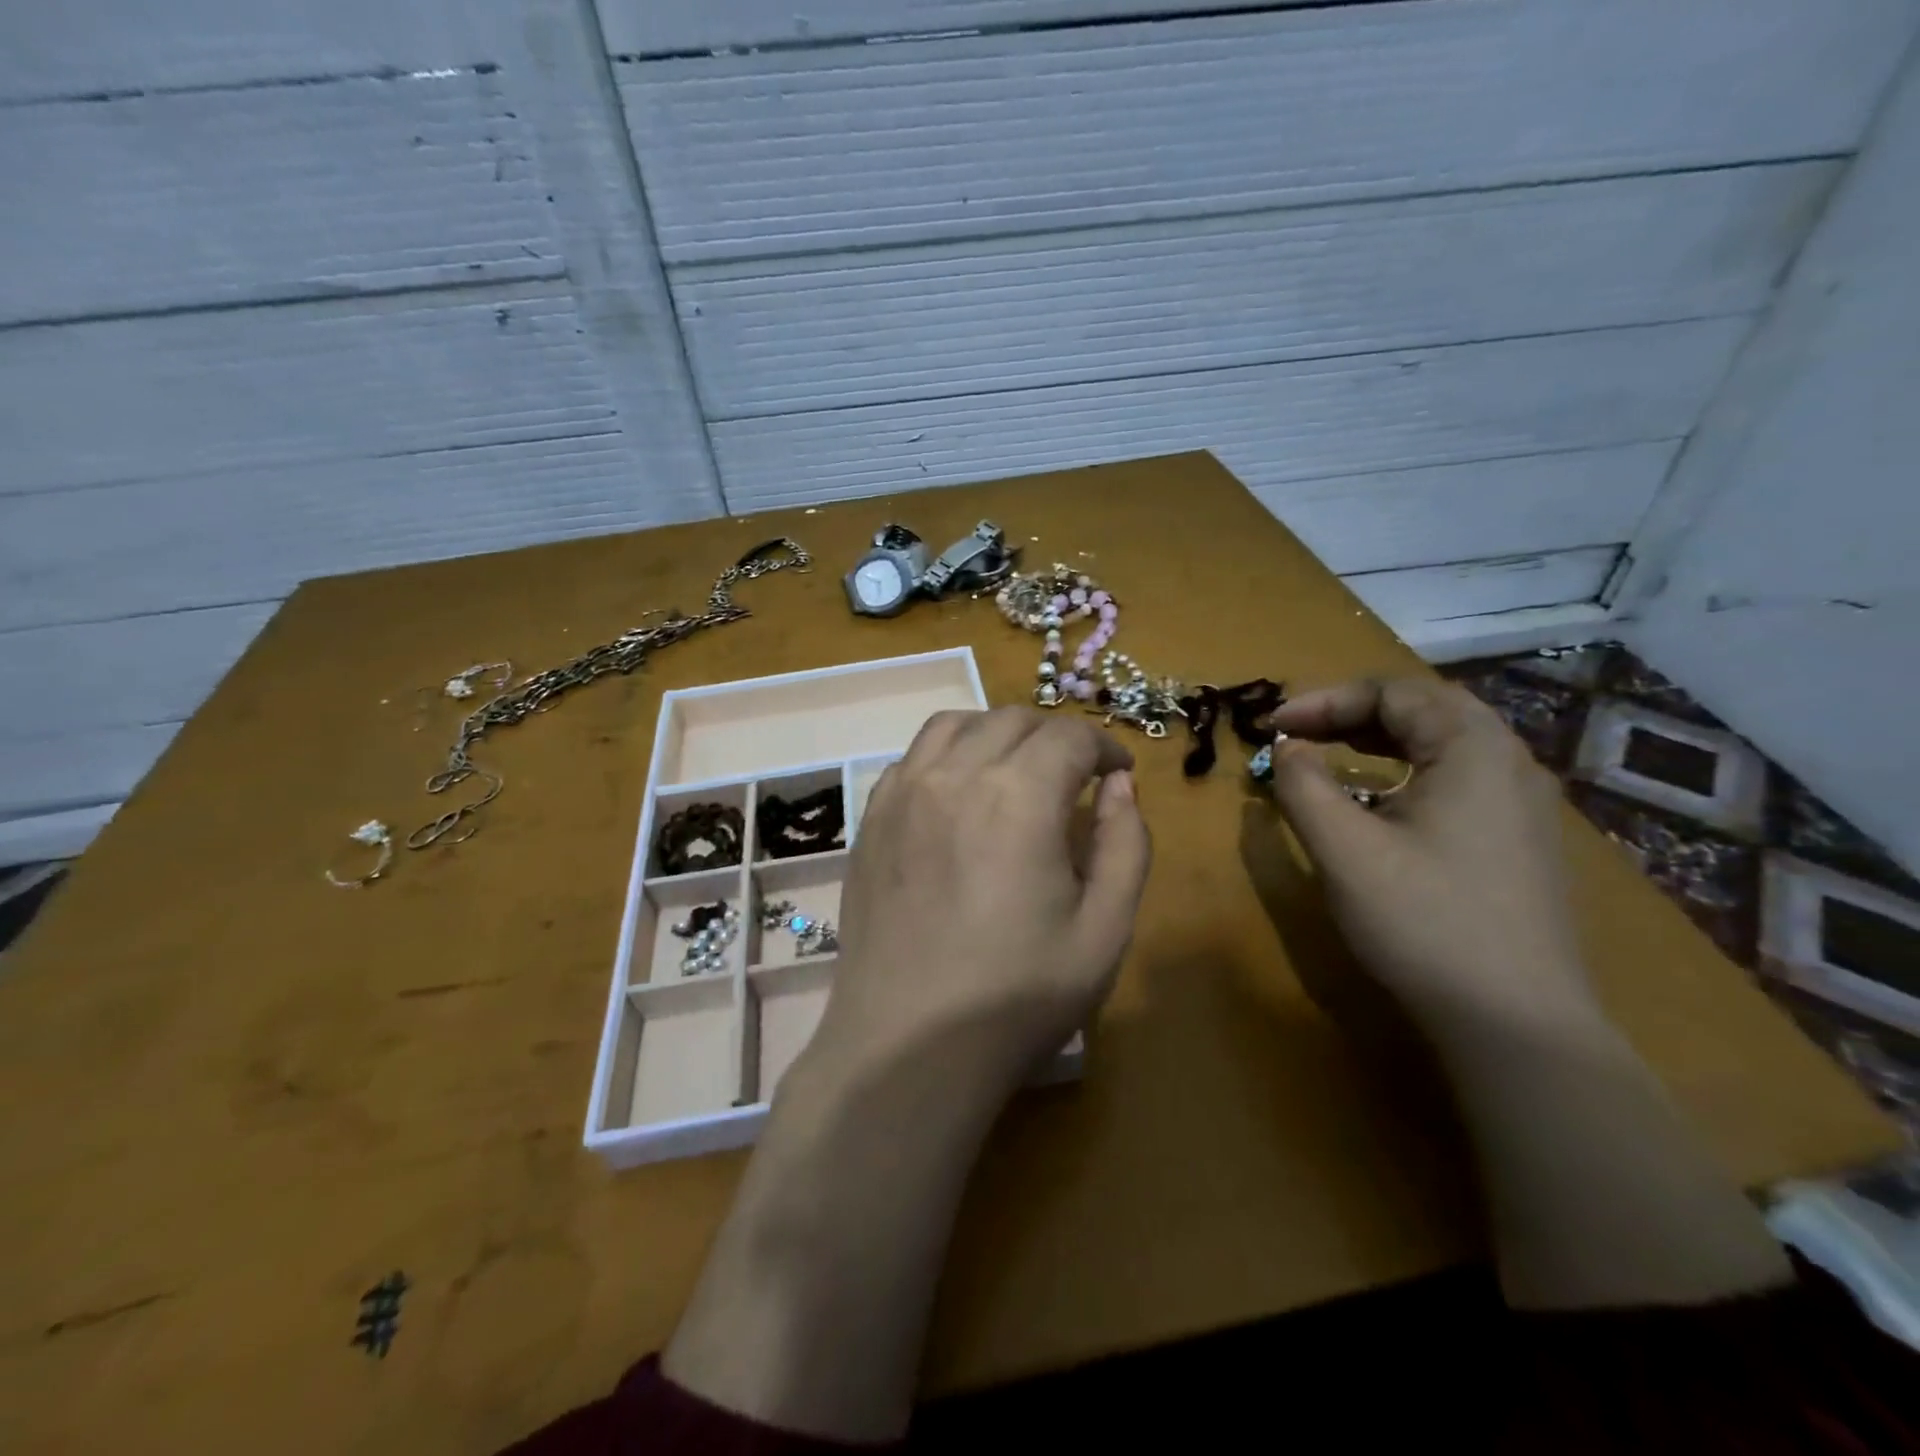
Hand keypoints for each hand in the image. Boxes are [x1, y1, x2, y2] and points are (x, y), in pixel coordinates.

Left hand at [664, 709, 1149, 1440]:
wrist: (908, 1045)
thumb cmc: (1016, 996)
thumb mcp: (1105, 930)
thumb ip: (1126, 845)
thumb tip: (1120, 788)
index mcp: (1019, 796)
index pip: (1069, 737)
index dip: (1104, 747)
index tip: (1118, 774)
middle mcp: (955, 775)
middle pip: (1013, 720)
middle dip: (1055, 737)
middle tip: (1075, 777)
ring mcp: (903, 793)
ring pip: (956, 724)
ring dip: (997, 733)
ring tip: (1016, 771)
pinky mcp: (871, 819)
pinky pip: (912, 757)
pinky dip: (947, 755)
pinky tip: (959, 794)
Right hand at [1261, 677, 1593, 1032]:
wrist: (1516, 1023)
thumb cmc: (1423, 921)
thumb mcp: (1344, 849)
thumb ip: (1303, 786)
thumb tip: (1288, 748)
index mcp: (1473, 749)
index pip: (1392, 692)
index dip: (1323, 700)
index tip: (1271, 726)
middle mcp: (1509, 762)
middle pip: (1424, 708)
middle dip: (1351, 712)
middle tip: (1298, 732)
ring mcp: (1523, 804)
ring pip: (1444, 743)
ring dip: (1379, 738)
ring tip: (1329, 752)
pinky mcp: (1520, 841)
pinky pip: (1458, 777)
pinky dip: (1406, 770)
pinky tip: (1380, 800)